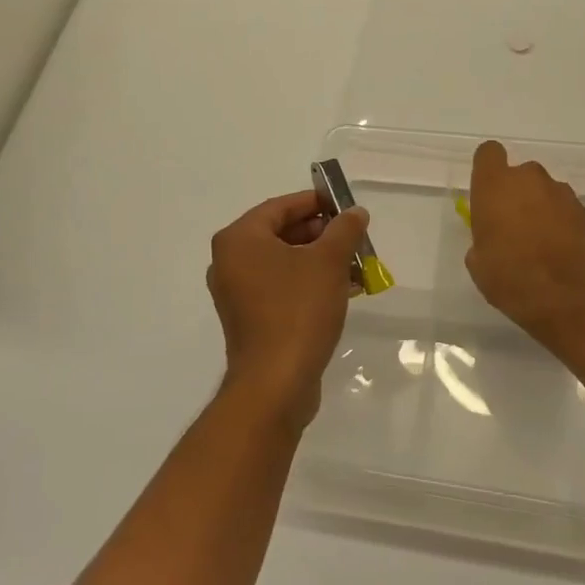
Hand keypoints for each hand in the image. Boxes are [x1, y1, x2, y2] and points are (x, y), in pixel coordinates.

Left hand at [206, 191, 368, 431]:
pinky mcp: (249, 318)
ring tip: (355, 263)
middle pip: (280, 233)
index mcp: (239, 239)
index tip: (345, 204)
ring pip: (283, 262)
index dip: (315, 202)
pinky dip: (308, 282)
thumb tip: (355, 212)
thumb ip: (344, 230)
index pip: (280, 206)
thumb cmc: (298, 310)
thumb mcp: (328, 262)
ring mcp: (237, 293)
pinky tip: (342, 289)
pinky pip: (280, 287)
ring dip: (318, 259)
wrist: (275, 383)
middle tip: (352, 236)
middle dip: (320, 233)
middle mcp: (229, 261)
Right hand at [463, 140, 584, 350]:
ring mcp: (563, 194)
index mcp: (495, 185)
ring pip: (546, 192)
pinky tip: (562, 253)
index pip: (489, 153)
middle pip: (521, 174)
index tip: (488, 192)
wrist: (571, 298)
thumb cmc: (512, 278)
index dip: (488, 169)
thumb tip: (493, 240)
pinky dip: (564, 225)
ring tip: (542, 244)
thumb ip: (483, 239)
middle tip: (514, 227)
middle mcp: (530, 179)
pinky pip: (568, 211)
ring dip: (542, 209)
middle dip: (518, 194)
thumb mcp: (479, 263)